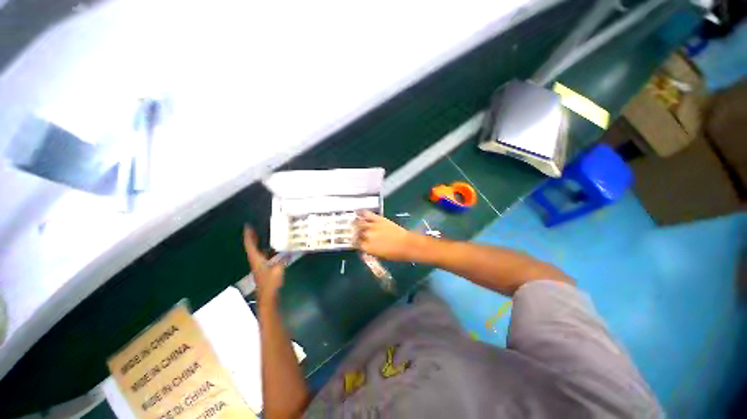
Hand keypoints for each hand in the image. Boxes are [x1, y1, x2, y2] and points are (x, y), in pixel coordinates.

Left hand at [243, 225, 284, 302]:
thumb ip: (283, 259)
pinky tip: (274, 248)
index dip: (249, 236)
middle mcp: (256, 261)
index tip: (248, 226)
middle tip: (255, 228)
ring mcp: (259, 266)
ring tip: (265, 235)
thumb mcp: (278, 269)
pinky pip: (264, 256)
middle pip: (252, 247)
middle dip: (252, 238)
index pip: (250, 245)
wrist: (267, 297)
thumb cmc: (270, 283)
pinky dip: (266, 250)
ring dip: (259, 244)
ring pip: (257, 251)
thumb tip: (289, 250)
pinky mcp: (264, 269)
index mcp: (256, 260)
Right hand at [355, 211, 419, 260]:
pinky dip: (362, 213)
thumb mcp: (380, 256)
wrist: (407, 244)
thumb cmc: (395, 254)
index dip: (354, 242)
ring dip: (355, 222)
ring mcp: (373, 226)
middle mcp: (367, 236)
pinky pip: (368, 214)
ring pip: (359, 223)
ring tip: (353, 221)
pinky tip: (359, 212)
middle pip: (356, 232)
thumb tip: (365, 248)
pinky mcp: (379, 219)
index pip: (355, 243)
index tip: (354, 240)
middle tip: (353, 230)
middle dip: (353, 232)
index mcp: (367, 247)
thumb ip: (370, 251)